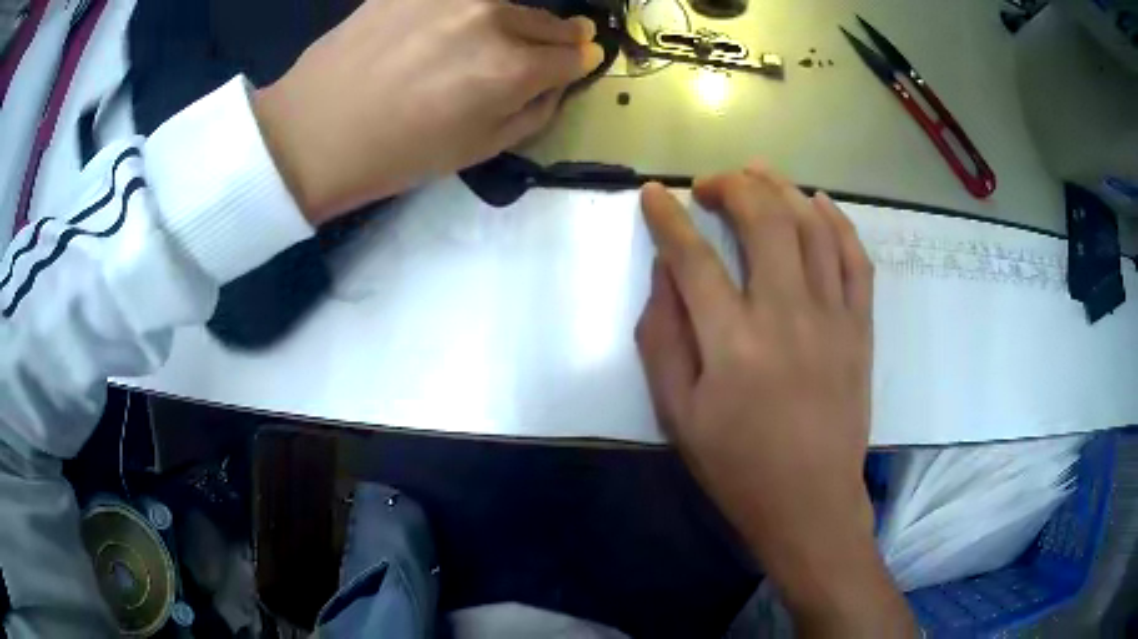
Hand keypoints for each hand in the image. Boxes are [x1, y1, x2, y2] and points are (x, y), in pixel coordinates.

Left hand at [253, 0, 602, 224]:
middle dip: (552, 39)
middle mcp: (490, 15)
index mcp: (511, 66)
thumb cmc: (397, 153)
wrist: (313, 131)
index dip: (577, 63)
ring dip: (509, 21)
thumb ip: (535, 109)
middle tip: (535, 53)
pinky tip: (439, 33)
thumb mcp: (479, 150)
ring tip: (477, 43)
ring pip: (507, 3)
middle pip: (549, 21)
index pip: (574, 54)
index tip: (572, 64)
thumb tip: (560, 78)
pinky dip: (463, 12)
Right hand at [635, 164, 913, 635]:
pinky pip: (856, 258)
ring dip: (782, 189)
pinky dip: (837, 221)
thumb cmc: (737, 466)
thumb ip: (663, 338)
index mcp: (733, 344)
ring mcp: (833, 318)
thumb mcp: (678, 414)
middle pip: (763, 220)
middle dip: (732, 186)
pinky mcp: (861, 328)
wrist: (810, 502)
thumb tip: (665, 272)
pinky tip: (818, 203)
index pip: (693, 257)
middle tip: (710, 185)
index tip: (653, 193)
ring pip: (812, 227)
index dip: (667, 217)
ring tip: (758, 174)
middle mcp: (786, 316)